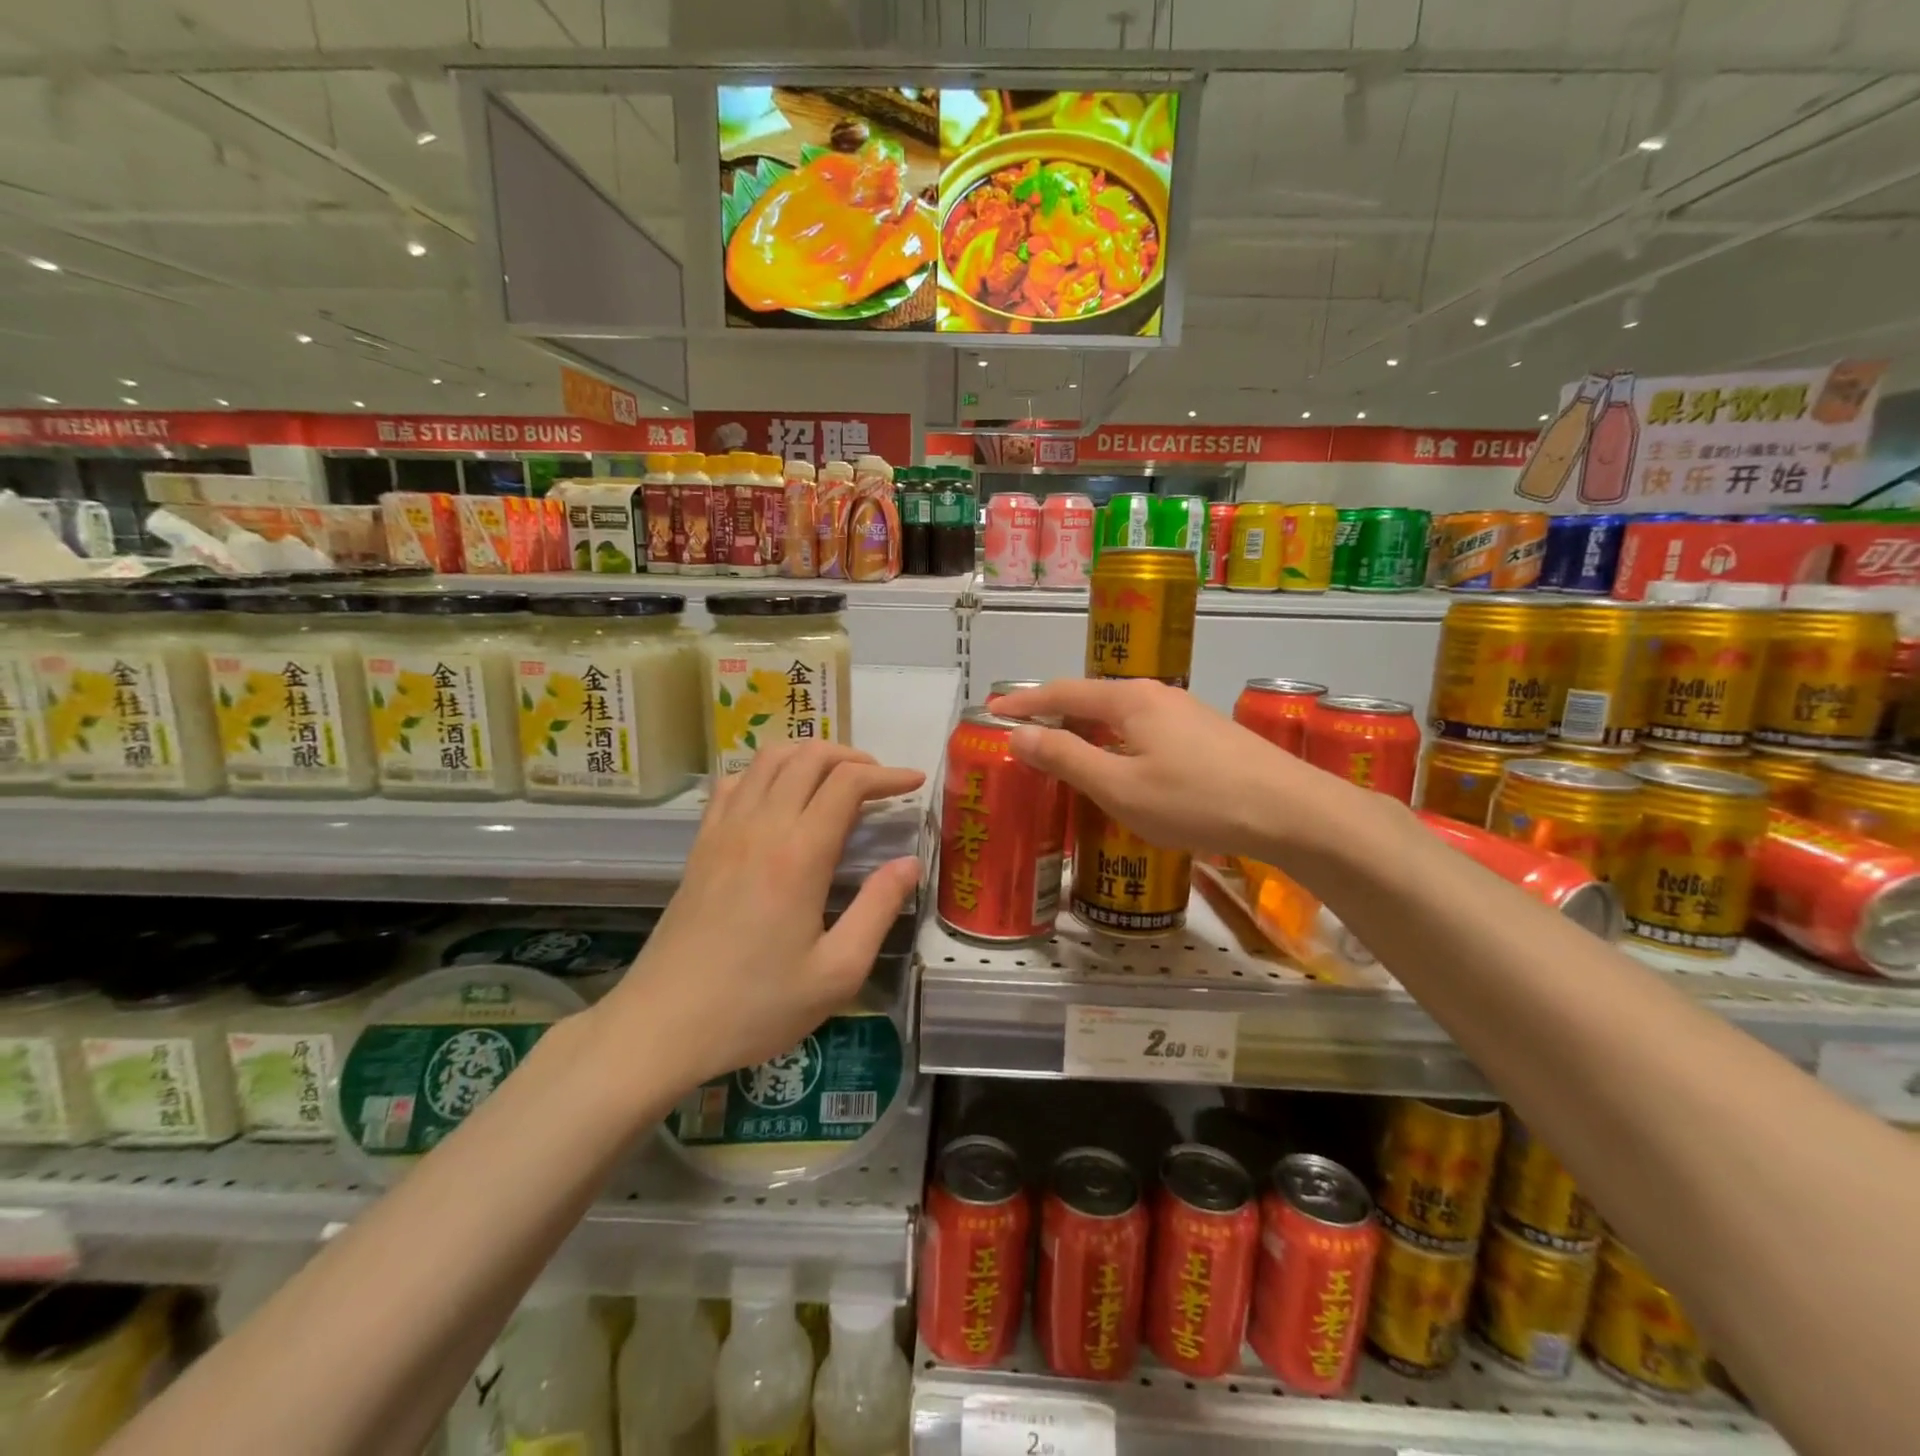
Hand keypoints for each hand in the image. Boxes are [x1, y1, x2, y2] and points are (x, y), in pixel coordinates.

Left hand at [602, 743, 922, 1094]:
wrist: (662, 1025)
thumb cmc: (756, 1005)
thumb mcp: (837, 972)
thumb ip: (878, 909)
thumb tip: (909, 863)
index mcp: (799, 854)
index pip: (848, 783)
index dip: (887, 775)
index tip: (915, 783)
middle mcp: (760, 826)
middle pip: (809, 756)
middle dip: (853, 757)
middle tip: (880, 783)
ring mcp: (724, 830)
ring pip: (769, 759)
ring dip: (809, 756)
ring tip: (836, 781)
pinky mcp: (701, 844)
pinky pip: (734, 782)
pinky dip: (765, 773)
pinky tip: (779, 798)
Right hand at [990, 677, 1346, 861]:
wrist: (1292, 812)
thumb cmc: (1196, 800)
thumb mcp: (1120, 787)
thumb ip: (1066, 758)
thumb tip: (1019, 735)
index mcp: (1129, 699)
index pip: (1062, 692)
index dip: (1024, 702)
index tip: (991, 710)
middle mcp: (1156, 695)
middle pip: (1092, 699)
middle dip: (1053, 714)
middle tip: (1022, 736)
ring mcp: (1186, 714)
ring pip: (1120, 718)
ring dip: (1086, 732)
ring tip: (1063, 755)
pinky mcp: (1205, 737)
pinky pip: (1143, 732)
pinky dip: (1115, 745)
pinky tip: (1119, 770)